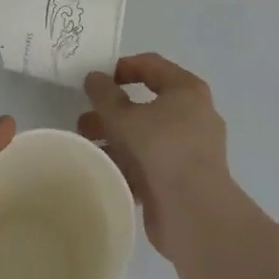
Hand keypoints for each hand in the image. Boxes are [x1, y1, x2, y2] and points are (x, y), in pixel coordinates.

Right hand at [79, 54, 232, 254]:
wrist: (194, 213)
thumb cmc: (161, 149)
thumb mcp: (124, 116)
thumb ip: (104, 94)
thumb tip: (94, 77)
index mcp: (186, 90)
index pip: (151, 65)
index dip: (121, 68)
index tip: (96, 80)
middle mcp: (193, 114)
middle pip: (146, 103)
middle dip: (112, 111)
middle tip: (85, 119)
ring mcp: (190, 149)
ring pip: (146, 135)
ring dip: (115, 138)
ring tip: (86, 146)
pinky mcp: (184, 178)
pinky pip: (151, 162)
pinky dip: (128, 162)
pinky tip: (103, 169)